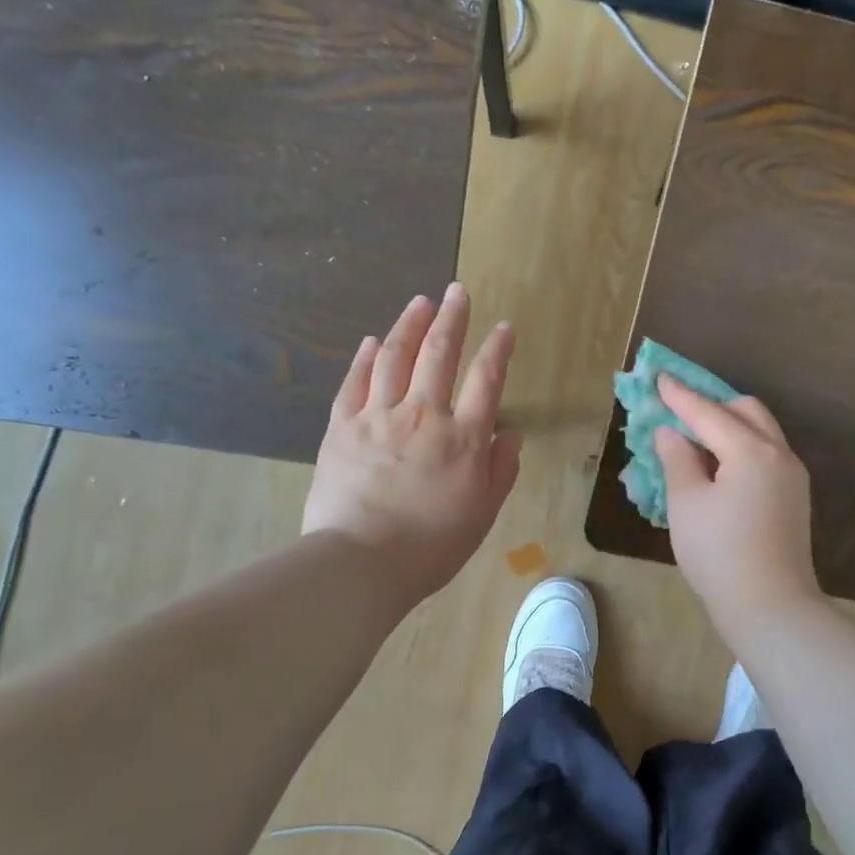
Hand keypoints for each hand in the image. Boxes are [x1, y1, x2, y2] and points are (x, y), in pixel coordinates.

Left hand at [303, 284, 521, 607]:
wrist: (362, 563)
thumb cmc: (432, 545)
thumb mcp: (482, 513)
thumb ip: (501, 469)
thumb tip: (511, 434)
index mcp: (463, 438)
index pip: (486, 380)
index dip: (497, 349)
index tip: (504, 327)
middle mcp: (423, 415)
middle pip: (439, 354)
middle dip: (452, 318)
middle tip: (457, 291)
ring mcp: (378, 417)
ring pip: (395, 357)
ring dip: (409, 325)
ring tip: (420, 302)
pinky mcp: (342, 428)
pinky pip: (355, 383)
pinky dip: (365, 358)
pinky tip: (372, 341)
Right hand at [654, 376, 822, 632]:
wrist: (771, 606)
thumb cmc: (719, 553)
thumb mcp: (686, 503)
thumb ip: (677, 459)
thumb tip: (671, 432)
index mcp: (751, 450)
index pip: (708, 413)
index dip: (680, 396)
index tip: (659, 377)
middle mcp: (779, 454)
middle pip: (746, 412)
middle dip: (713, 406)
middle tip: (681, 414)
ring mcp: (792, 477)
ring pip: (761, 433)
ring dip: (729, 427)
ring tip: (697, 442)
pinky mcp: (794, 498)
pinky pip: (766, 456)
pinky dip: (742, 449)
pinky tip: (720, 469)